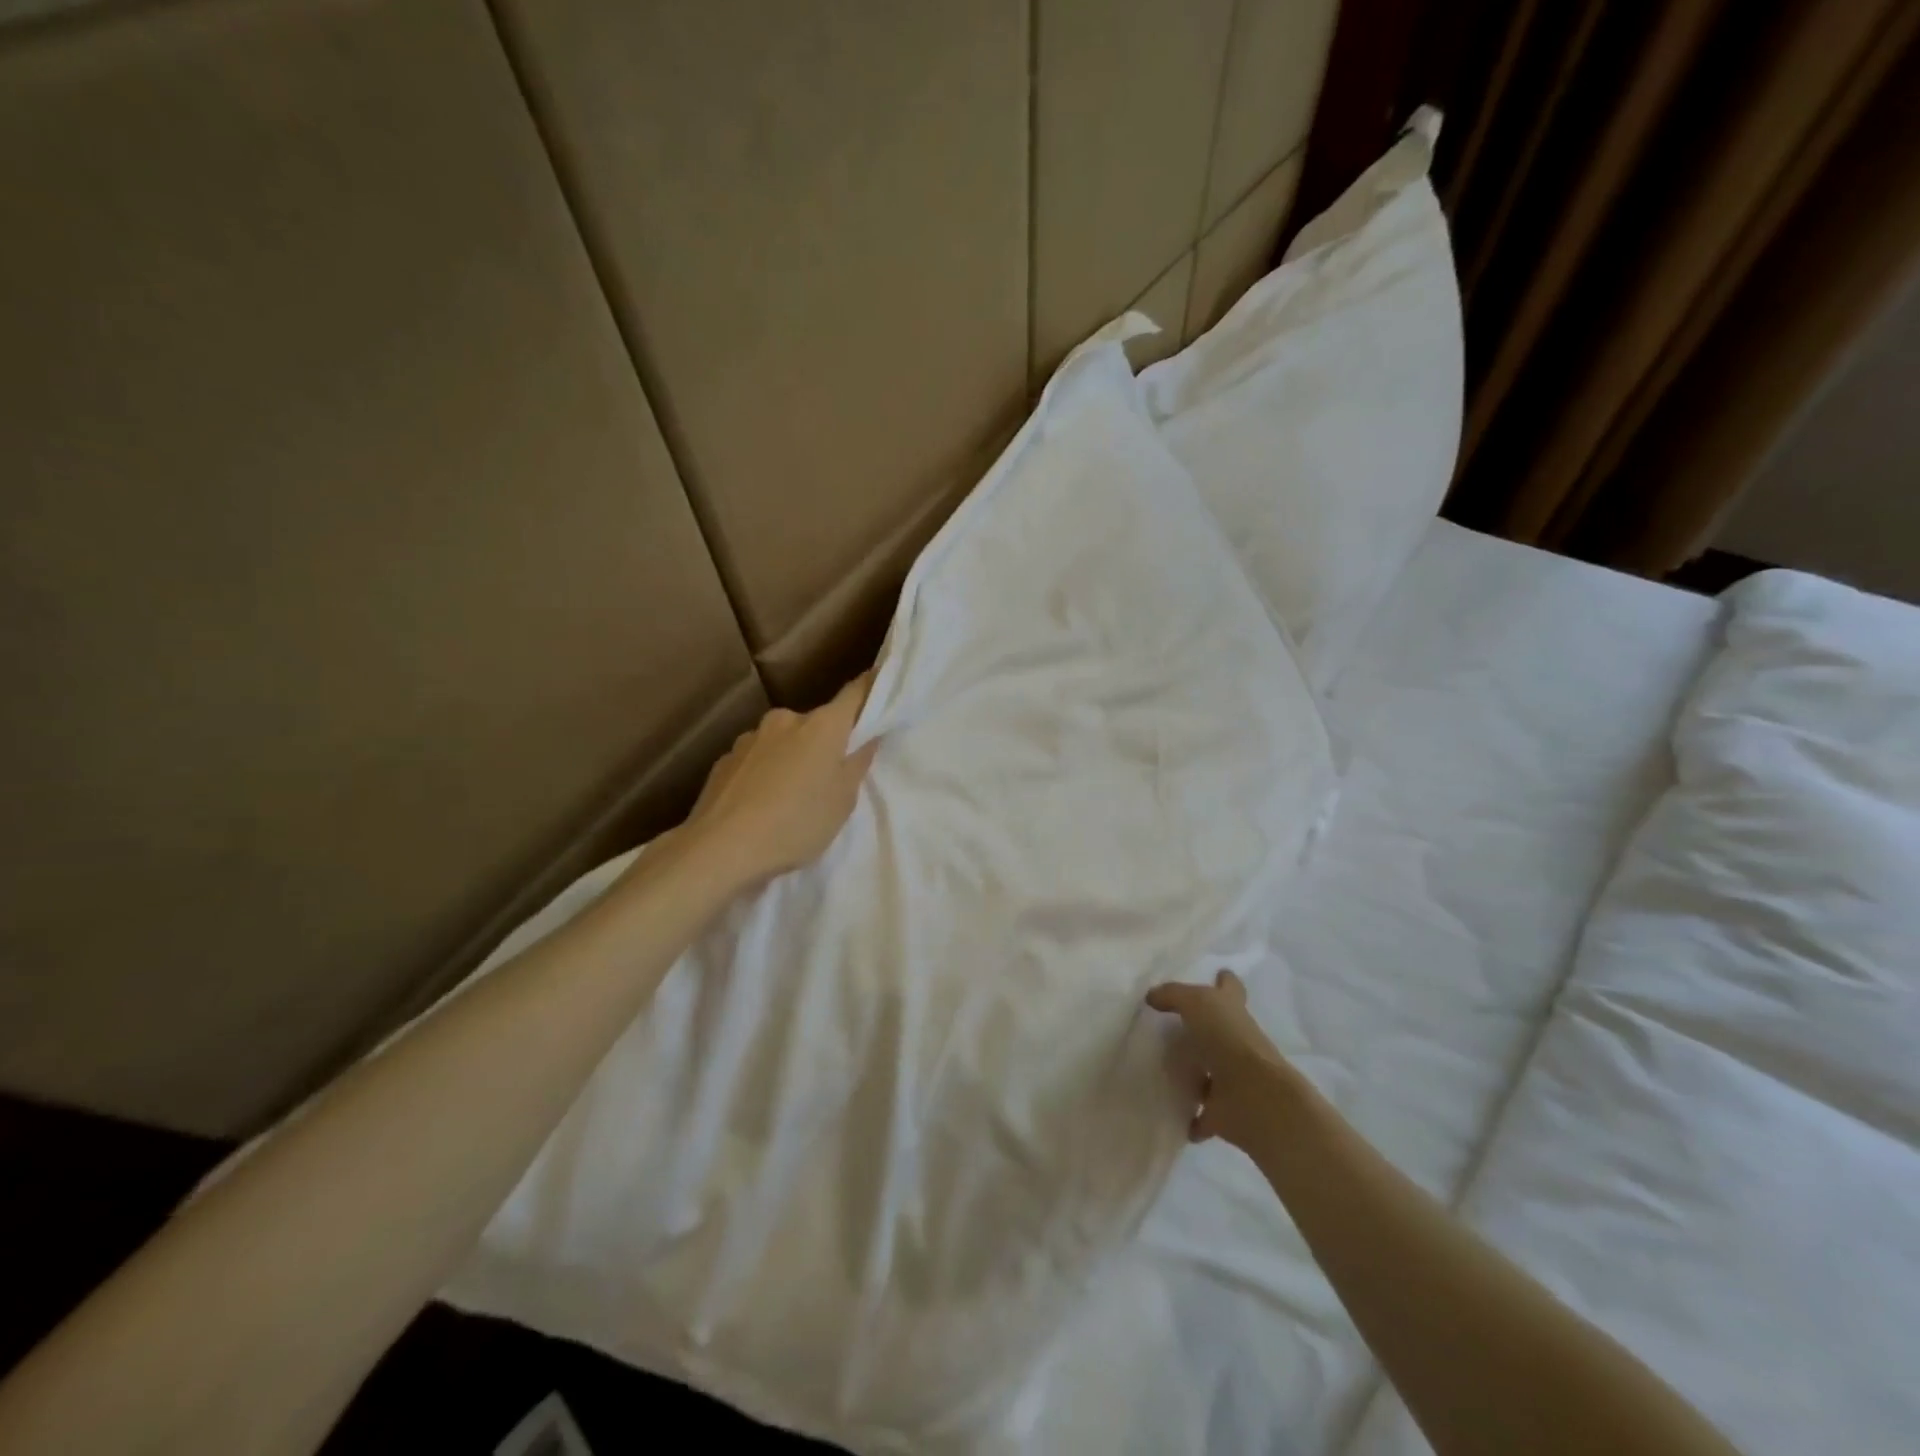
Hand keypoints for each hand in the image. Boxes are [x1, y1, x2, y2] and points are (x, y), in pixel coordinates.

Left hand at [681, 672, 879, 890]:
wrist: (720, 848)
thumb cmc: (796, 823)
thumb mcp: (842, 801)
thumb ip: (857, 763)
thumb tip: (867, 737)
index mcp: (822, 725)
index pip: (856, 693)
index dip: (871, 688)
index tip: (881, 683)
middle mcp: (785, 719)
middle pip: (817, 722)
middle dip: (826, 741)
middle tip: (830, 776)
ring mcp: (750, 737)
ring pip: (783, 741)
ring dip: (792, 757)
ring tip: (790, 796)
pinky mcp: (724, 759)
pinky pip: (756, 760)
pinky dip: (764, 773)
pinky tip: (760, 804)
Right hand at [1146, 969, 1300, 1150]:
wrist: (1252, 1095)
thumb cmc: (1227, 1038)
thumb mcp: (1196, 1002)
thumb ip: (1172, 995)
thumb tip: (1152, 998)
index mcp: (1232, 1011)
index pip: (1230, 989)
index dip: (1225, 982)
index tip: (1218, 974)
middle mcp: (1235, 1042)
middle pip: (1218, 1030)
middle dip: (1201, 1027)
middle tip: (1170, 1024)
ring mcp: (1230, 1077)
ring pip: (1208, 1072)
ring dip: (1191, 1073)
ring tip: (1159, 1068)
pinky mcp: (1222, 1110)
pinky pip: (1201, 1114)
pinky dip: (1190, 1117)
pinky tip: (1166, 1110)